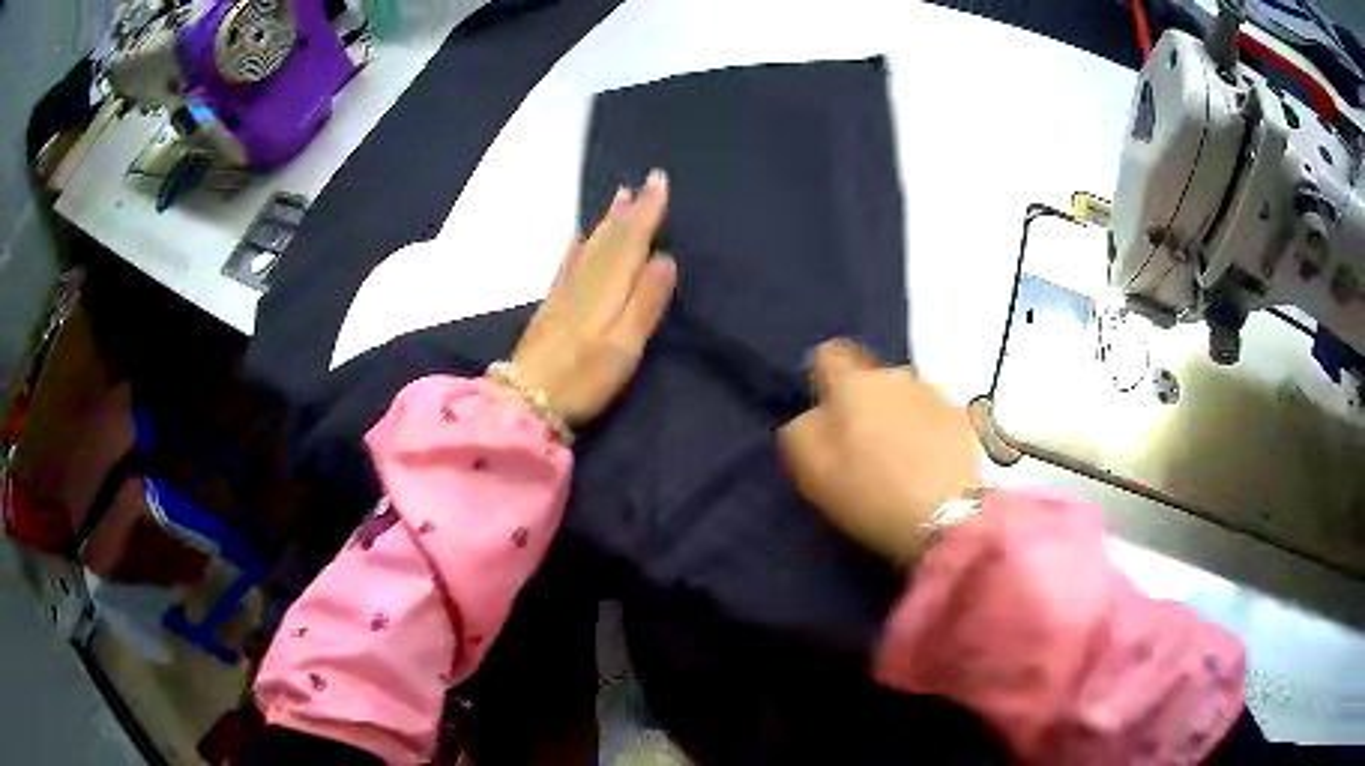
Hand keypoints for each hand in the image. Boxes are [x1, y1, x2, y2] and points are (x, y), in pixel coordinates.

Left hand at [510, 169, 677, 424]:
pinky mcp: (552, 304)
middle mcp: (586, 278)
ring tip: (619, 196)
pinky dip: (579, 242)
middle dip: (630, 208)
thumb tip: (665, 258)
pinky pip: (569, 260)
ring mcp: (565, 289)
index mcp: (608, 285)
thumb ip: (646, 301)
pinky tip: (579, 235)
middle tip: (644, 181)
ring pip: (591, 243)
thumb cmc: (584, 376)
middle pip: (611, 235)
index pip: (632, 237)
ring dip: (607, 219)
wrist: (527, 398)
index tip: (659, 180)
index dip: (647, 209)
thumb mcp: (625, 344)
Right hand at [778, 339, 981, 560]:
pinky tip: (932, 468)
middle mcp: (897, 375)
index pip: (829, 355)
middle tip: (864, 449)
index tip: (826, 413)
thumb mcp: (812, 470)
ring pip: (908, 398)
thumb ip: (801, 430)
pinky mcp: (966, 419)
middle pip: (872, 380)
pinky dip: (932, 435)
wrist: (948, 516)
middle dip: (866, 405)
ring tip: (904, 462)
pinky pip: (938, 418)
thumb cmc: (871, 492)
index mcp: (853, 383)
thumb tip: (814, 415)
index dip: (824, 380)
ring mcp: (937, 394)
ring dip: (901, 418)